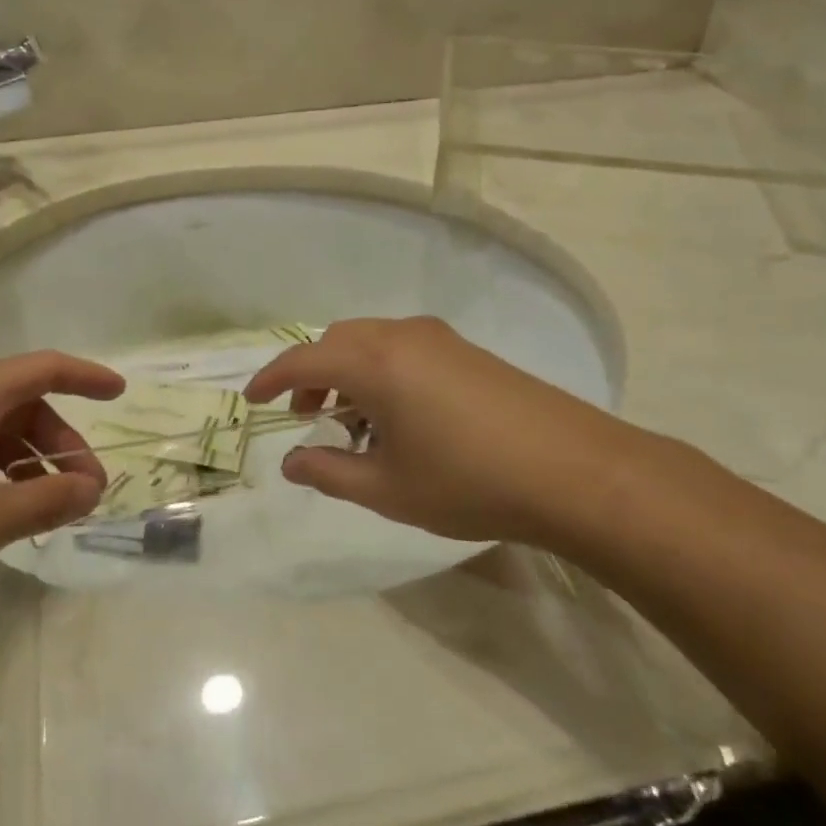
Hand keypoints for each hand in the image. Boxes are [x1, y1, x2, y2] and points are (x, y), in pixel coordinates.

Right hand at [244, 317, 664, 555]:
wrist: (573, 471)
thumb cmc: (468, 482)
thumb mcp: (387, 488)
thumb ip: (329, 471)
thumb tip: (291, 463)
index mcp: (375, 363)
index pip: (304, 359)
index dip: (272, 378)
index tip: (252, 399)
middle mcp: (403, 337)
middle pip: (338, 342)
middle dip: (312, 375)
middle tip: (307, 416)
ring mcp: (441, 340)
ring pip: (372, 343)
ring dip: (349, 373)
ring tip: (353, 423)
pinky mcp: (469, 352)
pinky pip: (404, 350)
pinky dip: (382, 373)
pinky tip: (398, 418)